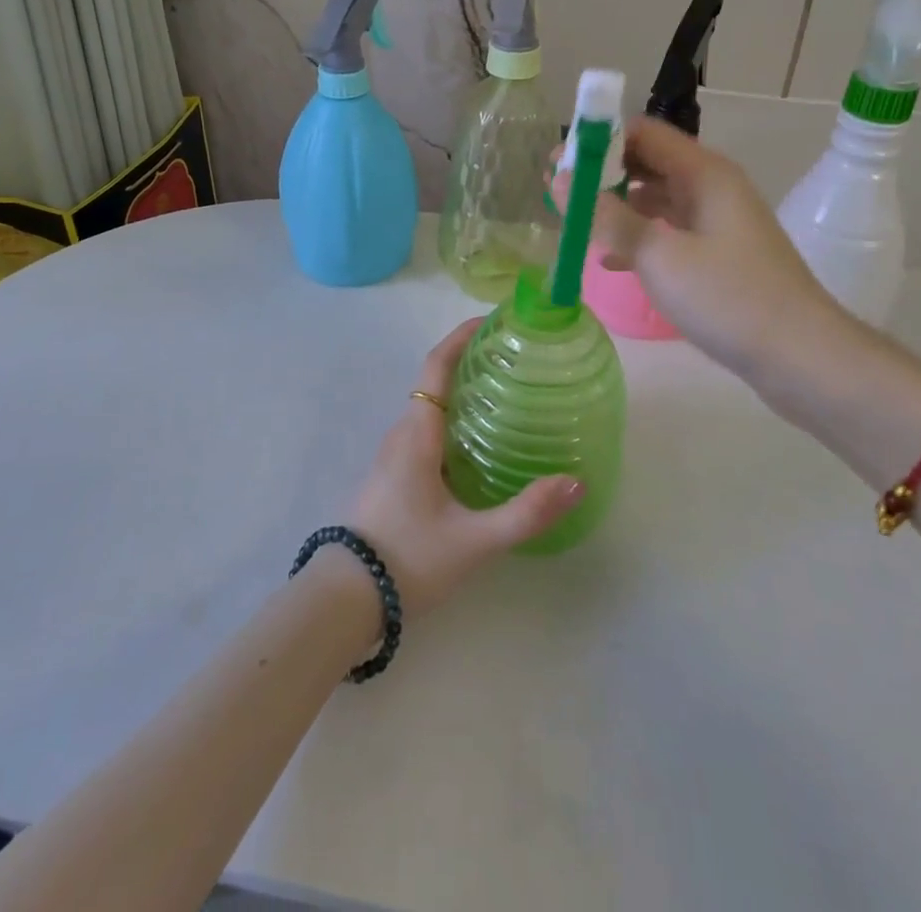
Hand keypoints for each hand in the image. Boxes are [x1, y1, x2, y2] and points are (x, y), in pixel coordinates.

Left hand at [345, 318, 583, 618]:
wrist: (345, 600)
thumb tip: (576, 482)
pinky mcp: (394, 476)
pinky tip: (483, 445)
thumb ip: (525, 513)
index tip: (493, 320)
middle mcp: (402, 434)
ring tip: (509, 396)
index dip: (462, 336)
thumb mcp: (473, 540)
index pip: (436, 365)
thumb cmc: (407, 559)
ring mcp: (394, 455)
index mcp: (417, 433)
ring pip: (432, 408)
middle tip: (518, 360)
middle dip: (472, 362)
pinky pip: (428, 431)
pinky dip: (456, 421)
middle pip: (437, 381)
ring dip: (464, 393)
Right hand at [560, 117, 847, 380]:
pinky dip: (637, 237)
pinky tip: (609, 260)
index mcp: (704, 173)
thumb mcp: (660, 256)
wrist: (801, 357)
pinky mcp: (718, 254)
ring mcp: (717, 221)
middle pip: (648, 162)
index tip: (558, 163)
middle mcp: (711, 187)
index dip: (597, 140)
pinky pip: (668, 231)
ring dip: (616, 206)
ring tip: (575, 223)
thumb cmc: (729, 299)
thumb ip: (608, 217)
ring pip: (656, 198)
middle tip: (557, 193)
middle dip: (601, 173)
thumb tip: (560, 181)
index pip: (642, 132)